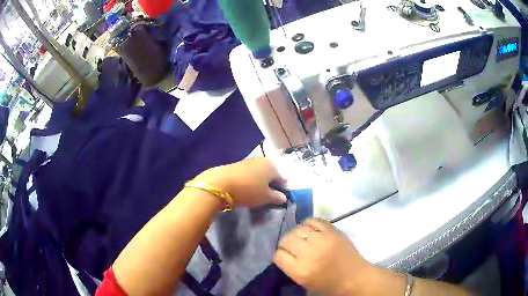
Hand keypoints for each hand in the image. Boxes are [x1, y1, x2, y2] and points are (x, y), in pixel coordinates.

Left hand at [196, 157, 286, 207]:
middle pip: (270, 174)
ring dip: (259, 183)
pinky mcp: (236, 165)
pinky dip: (249, 181)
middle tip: (267, 197)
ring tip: (255, 194)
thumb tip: (283, 197)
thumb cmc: (248, 190)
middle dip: (270, 185)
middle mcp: (261, 160)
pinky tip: (245, 189)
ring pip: (258, 174)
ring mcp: (248, 161)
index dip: (282, 189)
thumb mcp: (265, 197)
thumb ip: (276, 197)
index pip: (282, 178)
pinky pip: (248, 174)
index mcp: (272, 166)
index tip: (278, 199)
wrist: (220, 183)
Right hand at [274, 219, 373, 294]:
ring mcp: (322, 240)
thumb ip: (293, 270)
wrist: (357, 279)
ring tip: (302, 239)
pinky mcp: (334, 231)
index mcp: (300, 271)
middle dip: (286, 244)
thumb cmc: (331, 287)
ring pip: (298, 229)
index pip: (278, 255)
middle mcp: (309, 253)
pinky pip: (314, 220)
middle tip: (292, 249)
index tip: (284, 258)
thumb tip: (285, 256)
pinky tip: (311, 230)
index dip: (280, 256)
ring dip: (296, 234)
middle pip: (286, 240)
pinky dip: (309, 224)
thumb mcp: (306, 286)